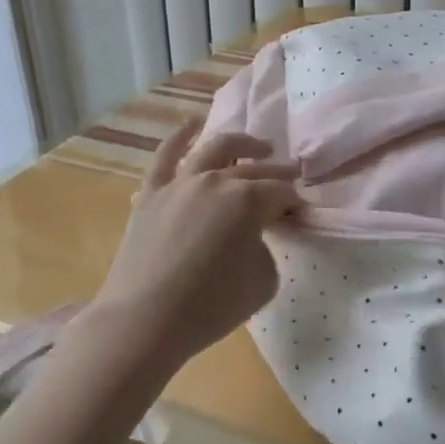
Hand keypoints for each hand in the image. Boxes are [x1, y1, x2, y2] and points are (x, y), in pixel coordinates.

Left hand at [91, 119, 301, 371]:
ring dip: (242, 143)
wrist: (145, 320)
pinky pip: (165, 156)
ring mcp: (180, 183)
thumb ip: (266, 249)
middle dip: (277, 173)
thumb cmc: (212, 306)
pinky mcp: (151, 194)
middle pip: (254, 170)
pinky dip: (180, 135)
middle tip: (293, 177)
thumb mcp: (263, 281)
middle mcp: (215, 180)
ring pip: (215, 149)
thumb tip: (253, 237)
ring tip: (259, 147)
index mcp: (248, 200)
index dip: (294, 202)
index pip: (280, 193)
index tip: (299, 214)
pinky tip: (193, 123)